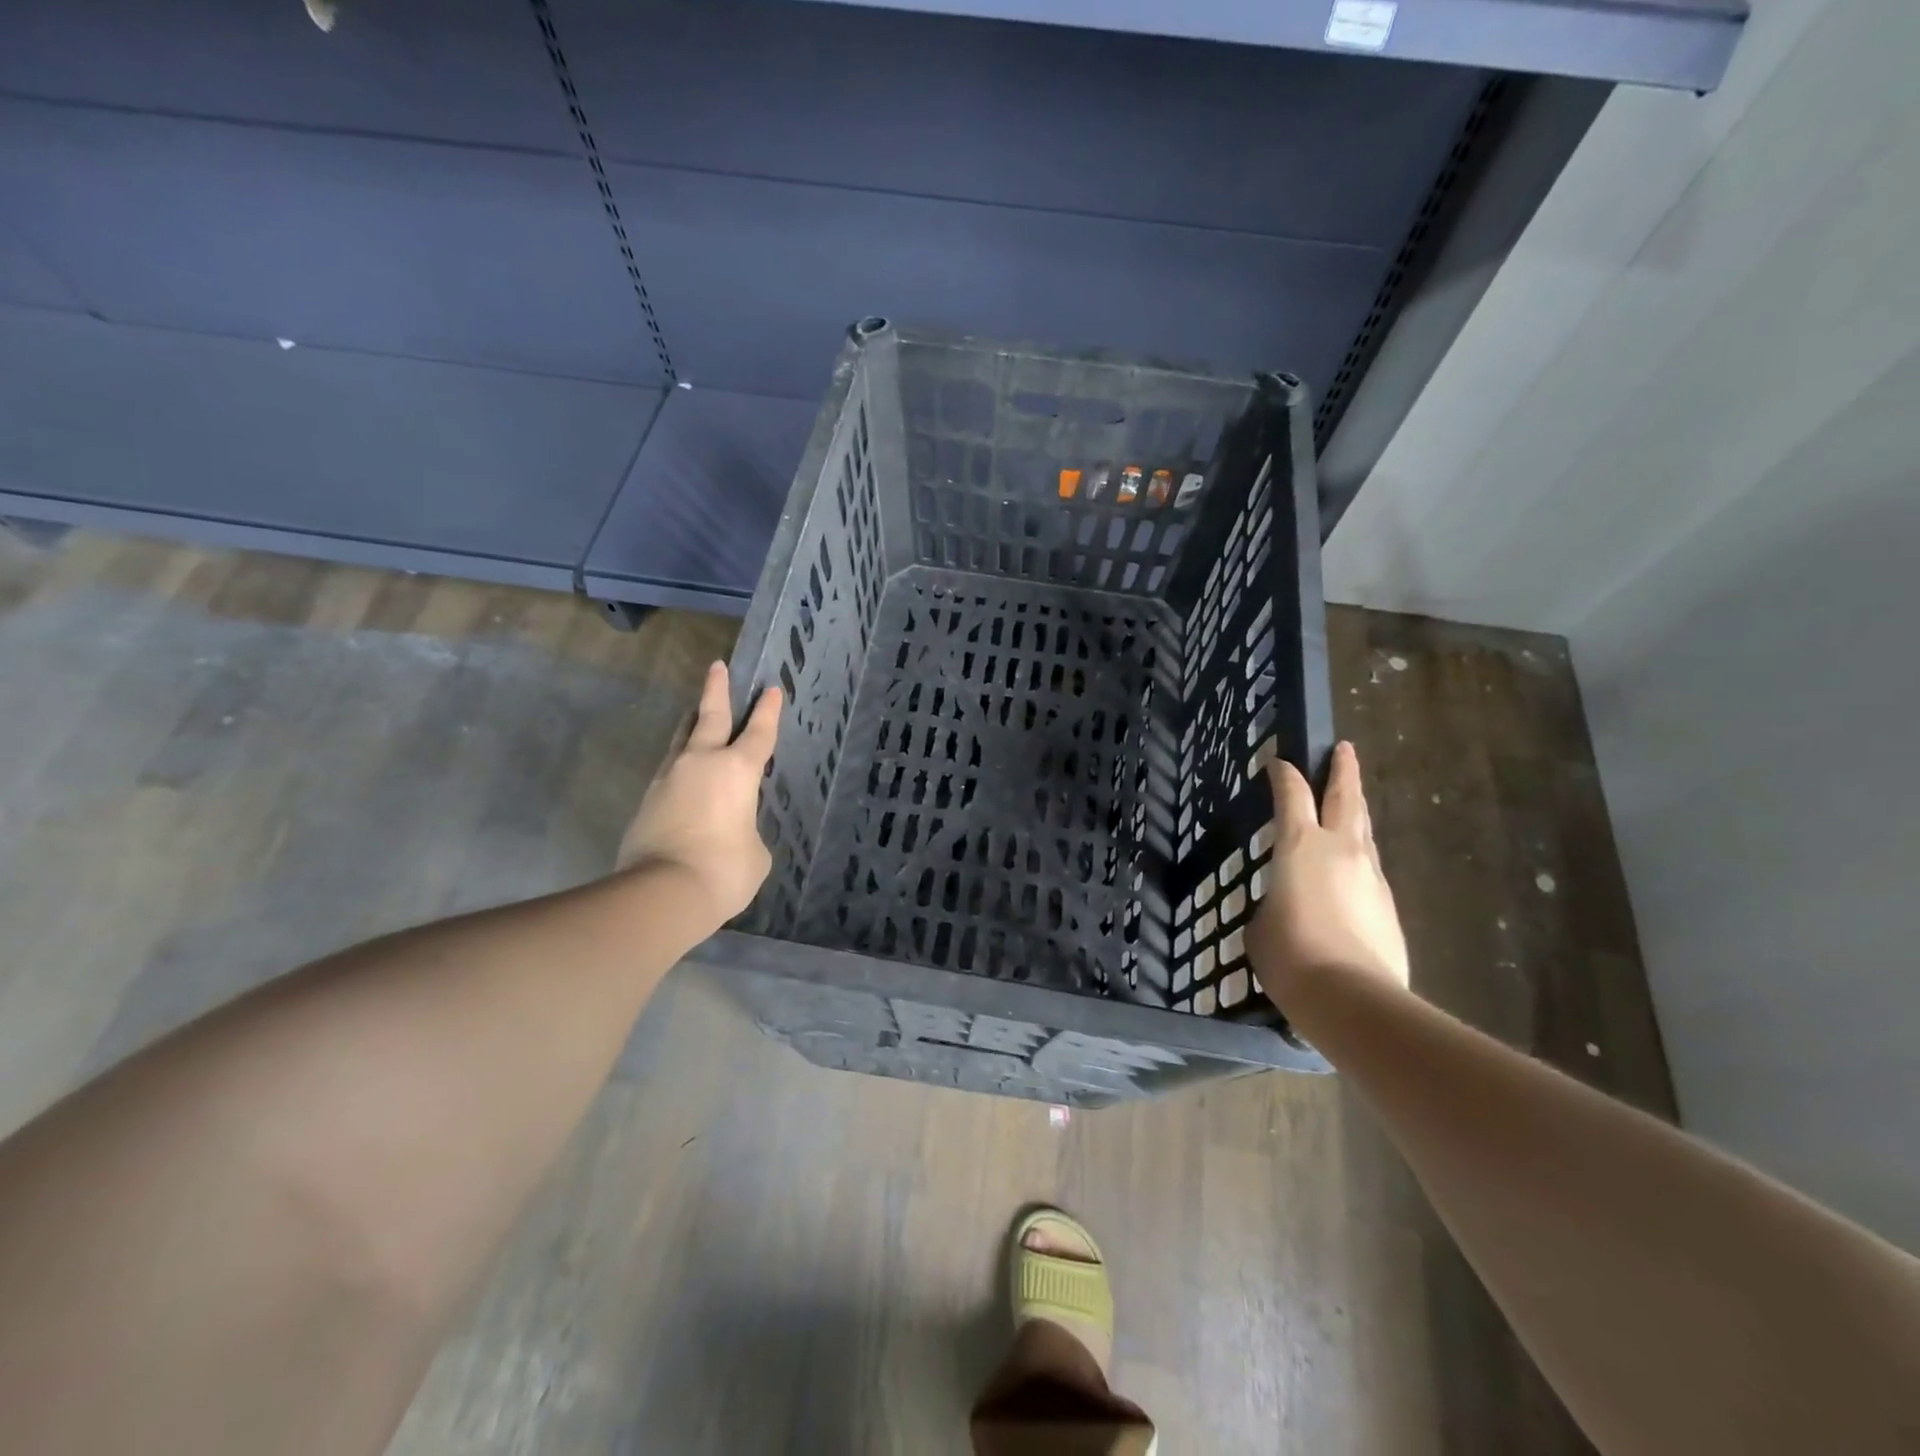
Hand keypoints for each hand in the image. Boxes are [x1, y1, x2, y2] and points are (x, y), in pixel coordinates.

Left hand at [618, 662, 780, 927]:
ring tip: (694, 715)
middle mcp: (701, 763)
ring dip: (690, 725)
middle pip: (709, 716)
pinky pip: (669, 772)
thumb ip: (747, 831)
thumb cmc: (724, 869)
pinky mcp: (647, 800)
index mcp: (737, 770)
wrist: (661, 892)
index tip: (771, 689)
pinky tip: (683, 775)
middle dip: (716, 690)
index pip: (759, 733)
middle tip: (717, 667)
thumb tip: (731, 831)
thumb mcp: (755, 852)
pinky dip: (680, 766)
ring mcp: (668, 779)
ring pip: (681, 740)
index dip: (768, 711)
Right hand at [1247, 741, 1409, 1001]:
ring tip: (1350, 807)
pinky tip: (1351, 874)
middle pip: (1346, 797)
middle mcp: (1341, 849)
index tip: (1278, 762)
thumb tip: (1287, 906)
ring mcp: (1371, 877)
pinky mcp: (1389, 906)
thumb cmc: (1290, 953)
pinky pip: (1370, 871)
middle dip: (1344, 770)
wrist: (1351, 997)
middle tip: (1345, 750)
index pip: (1291, 795)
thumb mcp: (1260, 923)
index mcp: (1300, 845)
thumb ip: (1272, 902)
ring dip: (1357, 814)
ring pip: (1365, 832)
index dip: (1283, 775)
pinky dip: (1359, 861)